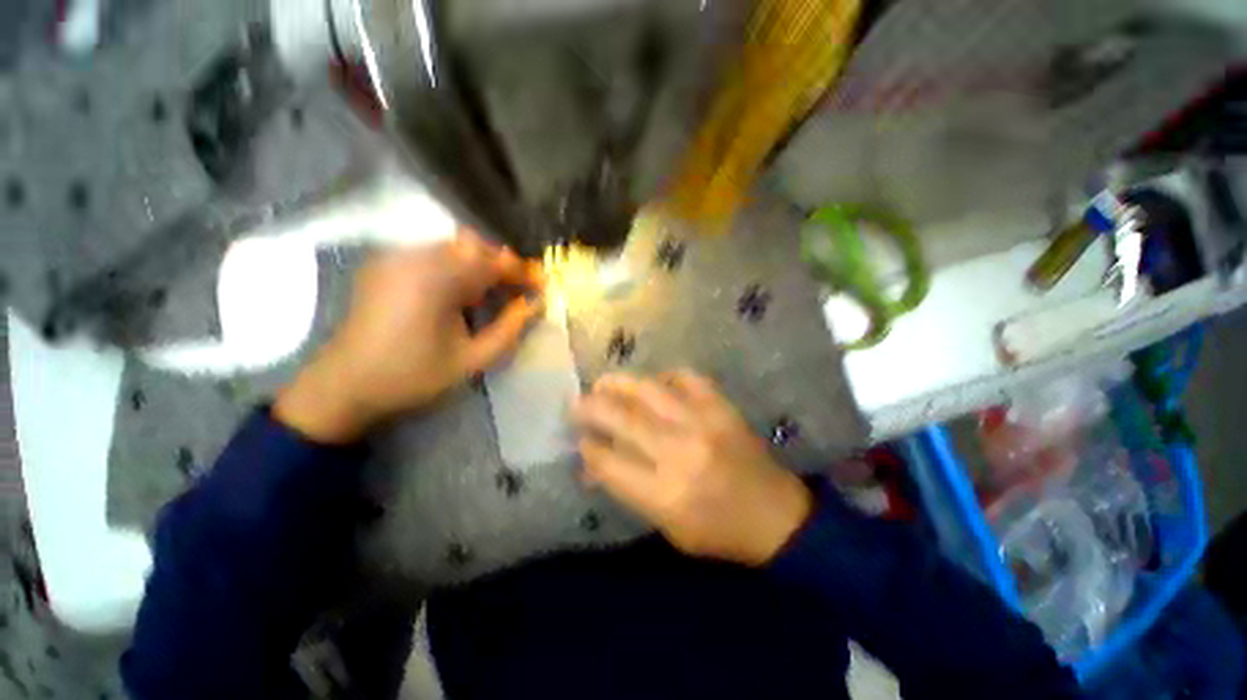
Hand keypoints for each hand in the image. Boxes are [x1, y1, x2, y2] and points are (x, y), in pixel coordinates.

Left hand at [276, 231, 544, 442]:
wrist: (344, 385)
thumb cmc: (413, 377)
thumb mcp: (472, 360)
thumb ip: (509, 329)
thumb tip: (534, 304)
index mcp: (438, 280)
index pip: (493, 262)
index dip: (522, 271)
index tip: (542, 284)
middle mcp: (415, 258)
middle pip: (473, 245)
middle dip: (502, 264)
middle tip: (519, 289)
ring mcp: (397, 258)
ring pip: (453, 246)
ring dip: (481, 264)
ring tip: (494, 291)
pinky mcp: (386, 265)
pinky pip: (432, 253)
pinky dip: (457, 265)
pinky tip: (461, 291)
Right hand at [574, 371, 812, 565]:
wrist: (776, 515)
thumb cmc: (718, 530)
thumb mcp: (666, 526)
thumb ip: (627, 490)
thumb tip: (591, 463)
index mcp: (664, 492)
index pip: (609, 461)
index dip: (588, 446)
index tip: (579, 437)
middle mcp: (679, 451)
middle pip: (622, 418)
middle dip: (591, 407)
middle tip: (576, 401)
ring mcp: (702, 422)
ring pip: (648, 390)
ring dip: (619, 383)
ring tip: (603, 383)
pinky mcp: (721, 407)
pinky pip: (686, 378)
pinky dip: (665, 377)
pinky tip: (655, 384)